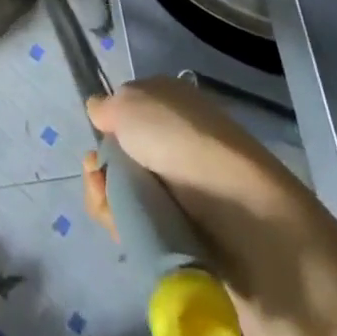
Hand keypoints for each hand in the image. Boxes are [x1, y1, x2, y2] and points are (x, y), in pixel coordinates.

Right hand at [81, 77, 307, 305]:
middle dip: (101, 171)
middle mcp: (175, 142)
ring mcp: (180, 190)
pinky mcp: (184, 232)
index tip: (96, 144)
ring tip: (111, 208)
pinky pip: (141, 227)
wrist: (240, 214)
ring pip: (125, 195)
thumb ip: (107, 106)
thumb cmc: (181, 142)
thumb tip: (99, 111)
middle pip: (120, 158)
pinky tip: (125, 228)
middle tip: (99, 180)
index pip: (125, 115)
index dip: (105, 130)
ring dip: (108, 201)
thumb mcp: (132, 104)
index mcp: (169, 103)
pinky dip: (126, 228)